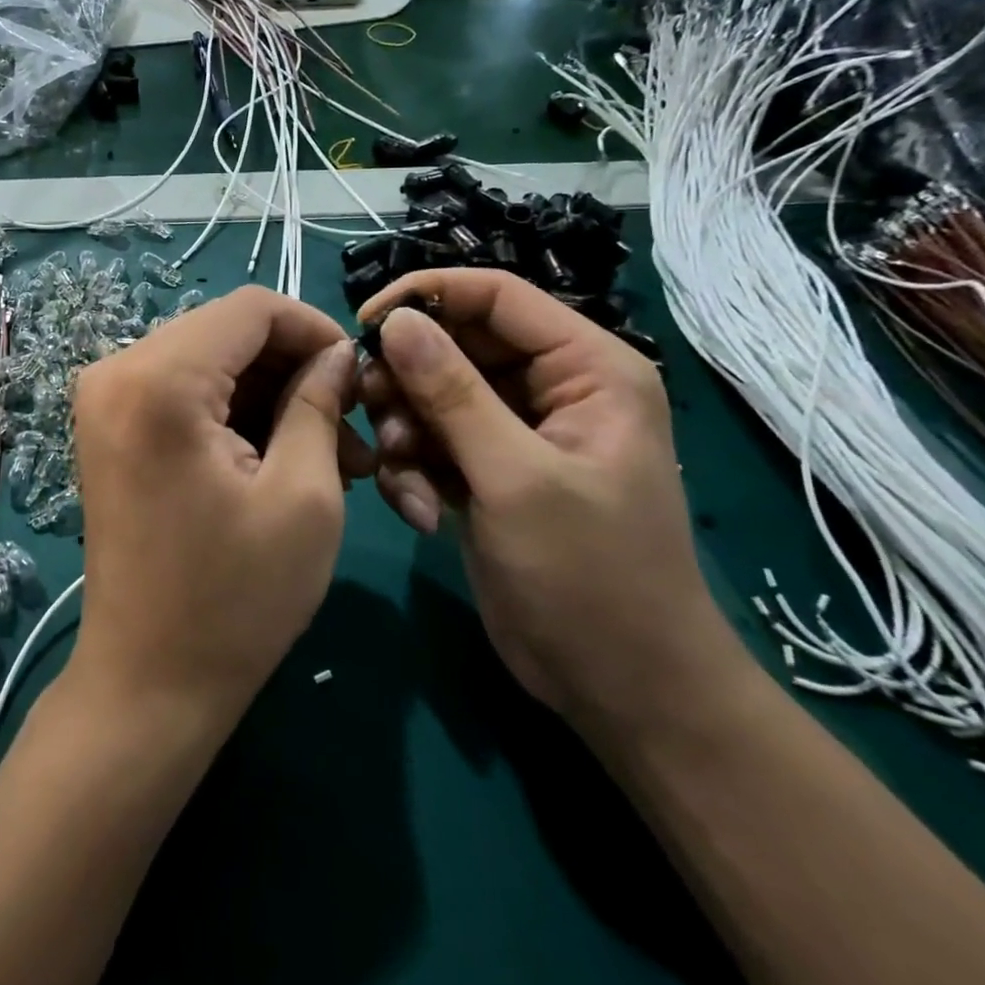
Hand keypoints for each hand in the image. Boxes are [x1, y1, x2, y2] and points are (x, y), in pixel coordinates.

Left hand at [70, 286, 371, 728]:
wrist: (148, 682)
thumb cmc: (235, 600)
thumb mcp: (304, 496)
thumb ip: (320, 403)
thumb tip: (338, 354)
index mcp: (159, 380)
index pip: (251, 307)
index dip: (315, 328)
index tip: (358, 374)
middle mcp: (116, 371)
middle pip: (226, 330)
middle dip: (294, 366)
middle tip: (350, 424)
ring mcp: (104, 398)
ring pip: (208, 359)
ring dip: (268, 392)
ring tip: (329, 451)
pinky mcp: (109, 426)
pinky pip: (182, 389)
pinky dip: (232, 410)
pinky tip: (278, 454)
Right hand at [359, 271, 745, 732]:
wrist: (619, 689)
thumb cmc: (590, 576)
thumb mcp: (516, 477)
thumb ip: (452, 393)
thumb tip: (397, 321)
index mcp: (585, 368)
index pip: (496, 296)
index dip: (427, 295)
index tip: (364, 324)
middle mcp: (549, 388)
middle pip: (454, 344)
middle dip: (405, 377)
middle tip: (367, 408)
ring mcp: (513, 433)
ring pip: (431, 394)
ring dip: (403, 430)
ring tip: (398, 473)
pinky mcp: (485, 471)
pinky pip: (429, 441)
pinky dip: (410, 469)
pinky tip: (417, 512)